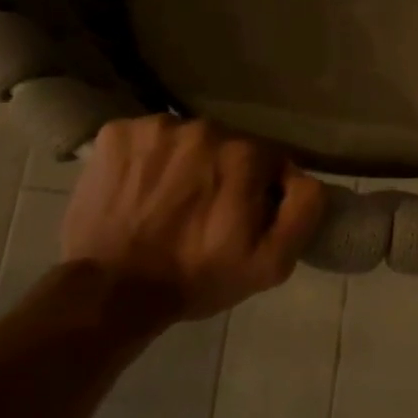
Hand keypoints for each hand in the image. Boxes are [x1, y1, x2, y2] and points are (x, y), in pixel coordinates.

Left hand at [61, 115, 325, 319]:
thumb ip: (304, 210)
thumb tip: (304, 176)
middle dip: (221, 175)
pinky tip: (139, 191)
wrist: (113, 290)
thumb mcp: (272, 263)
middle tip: (203, 215)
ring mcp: (155, 127)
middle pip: (226, 146)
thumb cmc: (197, 277)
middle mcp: (203, 127)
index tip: (240, 219)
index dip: (258, 191)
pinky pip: (146, 139)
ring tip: (168, 204)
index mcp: (245, 154)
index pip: (268, 161)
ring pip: (186, 141)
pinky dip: (147, 160)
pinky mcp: (116, 132)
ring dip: (184, 165)